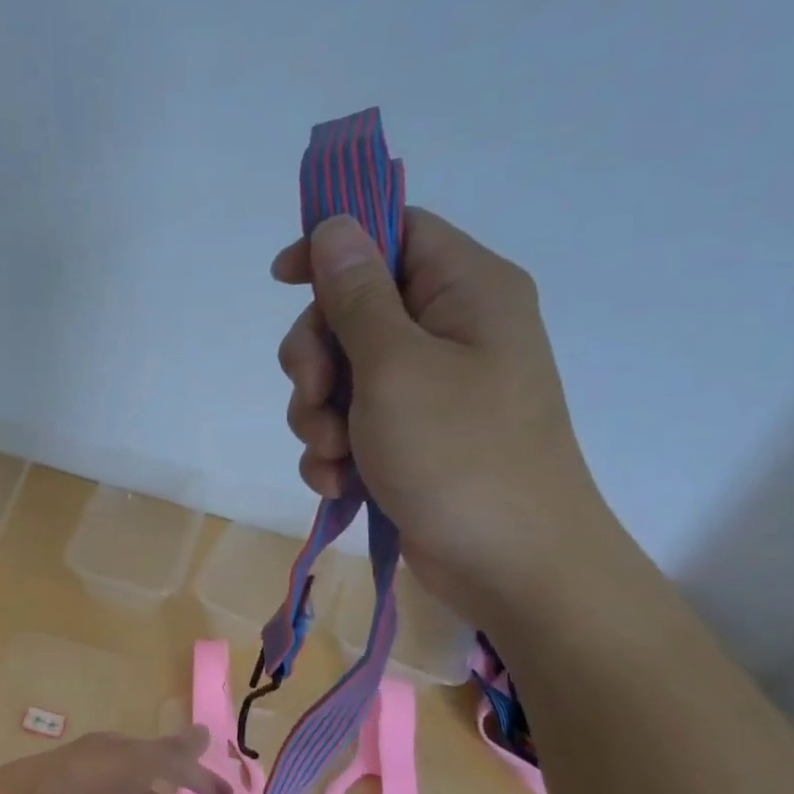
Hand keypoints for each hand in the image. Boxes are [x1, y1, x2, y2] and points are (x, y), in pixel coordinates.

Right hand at [271, 209, 620, 619]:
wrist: (511, 567)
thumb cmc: (459, 454)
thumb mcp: (395, 366)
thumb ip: (357, 295)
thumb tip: (334, 227)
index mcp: (466, 292)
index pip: (394, 233)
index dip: (335, 248)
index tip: (282, 280)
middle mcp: (450, 332)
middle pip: (353, 311)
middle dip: (317, 357)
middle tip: (315, 395)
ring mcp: (429, 390)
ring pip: (342, 375)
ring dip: (319, 415)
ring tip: (334, 454)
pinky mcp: (410, 439)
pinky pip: (351, 424)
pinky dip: (335, 451)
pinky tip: (340, 482)